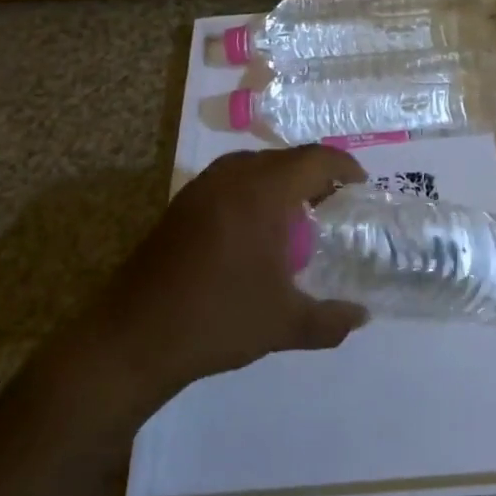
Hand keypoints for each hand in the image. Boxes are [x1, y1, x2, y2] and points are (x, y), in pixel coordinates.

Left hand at [96, 146, 369, 398]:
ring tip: (298, 214)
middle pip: (286, 158)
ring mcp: (201, 187)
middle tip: (335, 204)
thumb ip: (330, 320)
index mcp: (262, 192)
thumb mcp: (284, 324)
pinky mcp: (181, 204)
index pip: (315, 159)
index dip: (344, 166)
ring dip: (282, 180)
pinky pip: (230, 180)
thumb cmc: (217, 320)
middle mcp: (232, 177)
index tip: (361, 186)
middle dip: (315, 174)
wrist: (133, 337)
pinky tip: (256, 229)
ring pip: (255, 165)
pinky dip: (254, 190)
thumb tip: (362, 317)